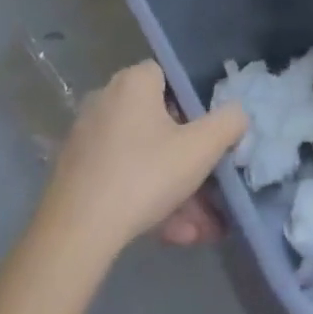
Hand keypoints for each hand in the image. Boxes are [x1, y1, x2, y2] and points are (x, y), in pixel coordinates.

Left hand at [41, 62, 246, 261]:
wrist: (74, 237)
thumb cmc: (144, 175)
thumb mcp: (201, 148)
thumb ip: (229, 123)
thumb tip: (238, 114)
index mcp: (134, 82)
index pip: (170, 77)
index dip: (193, 103)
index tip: (206, 134)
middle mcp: (106, 101)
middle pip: (159, 124)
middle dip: (188, 161)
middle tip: (210, 189)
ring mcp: (86, 140)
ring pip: (143, 159)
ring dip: (174, 190)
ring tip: (198, 228)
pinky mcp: (74, 177)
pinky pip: (122, 180)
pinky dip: (147, 201)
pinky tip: (173, 235)